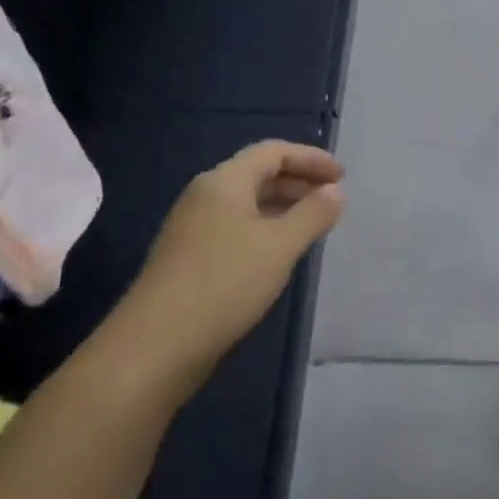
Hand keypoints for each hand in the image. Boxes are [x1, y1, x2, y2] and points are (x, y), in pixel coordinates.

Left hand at [102, 142, 345, 398]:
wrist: (156, 346)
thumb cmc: (225, 283)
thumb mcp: (281, 246)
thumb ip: (313, 214)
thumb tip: (336, 192)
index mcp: (223, 182)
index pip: (273, 152)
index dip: (310, 158)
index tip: (342, 176)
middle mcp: (205, 196)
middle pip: (259, 173)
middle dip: (299, 180)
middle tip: (334, 197)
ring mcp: (194, 228)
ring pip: (248, 202)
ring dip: (284, 205)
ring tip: (315, 223)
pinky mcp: (191, 257)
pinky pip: (238, 227)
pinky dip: (267, 227)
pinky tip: (282, 251)